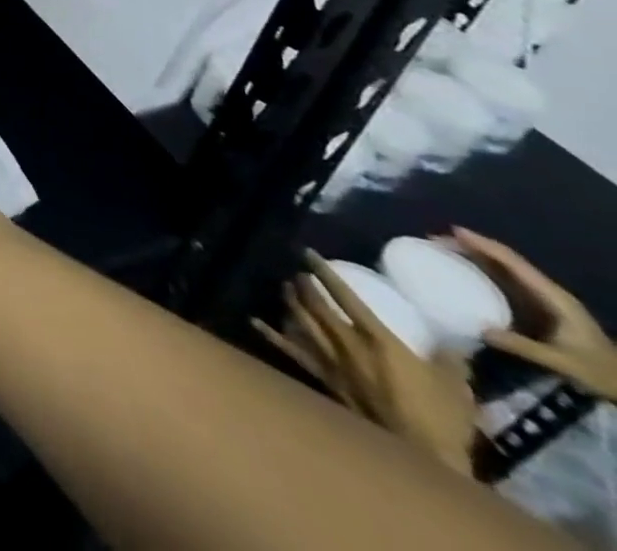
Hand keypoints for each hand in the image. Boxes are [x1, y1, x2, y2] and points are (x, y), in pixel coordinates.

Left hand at [254, 252, 477, 476]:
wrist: (423, 455)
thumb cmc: (442, 418)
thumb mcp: (455, 384)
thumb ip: (450, 359)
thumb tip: (455, 343)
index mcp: (377, 338)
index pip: (345, 296)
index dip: (324, 272)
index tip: (307, 253)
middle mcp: (347, 343)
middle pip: (316, 306)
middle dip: (304, 286)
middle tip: (297, 274)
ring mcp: (332, 361)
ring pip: (302, 322)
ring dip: (291, 303)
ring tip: (284, 288)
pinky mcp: (326, 379)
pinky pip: (294, 353)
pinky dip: (273, 336)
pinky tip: (255, 322)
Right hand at [452, 227, 616, 399]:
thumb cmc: (600, 373)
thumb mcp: (564, 362)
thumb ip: (524, 347)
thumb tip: (479, 329)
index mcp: (554, 297)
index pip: (513, 262)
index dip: (484, 244)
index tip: (453, 231)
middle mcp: (547, 292)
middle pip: (506, 260)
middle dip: (471, 246)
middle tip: (436, 240)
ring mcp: (544, 300)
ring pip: (504, 268)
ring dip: (474, 256)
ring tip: (443, 250)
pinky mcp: (538, 308)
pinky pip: (506, 281)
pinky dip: (482, 270)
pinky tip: (465, 272)